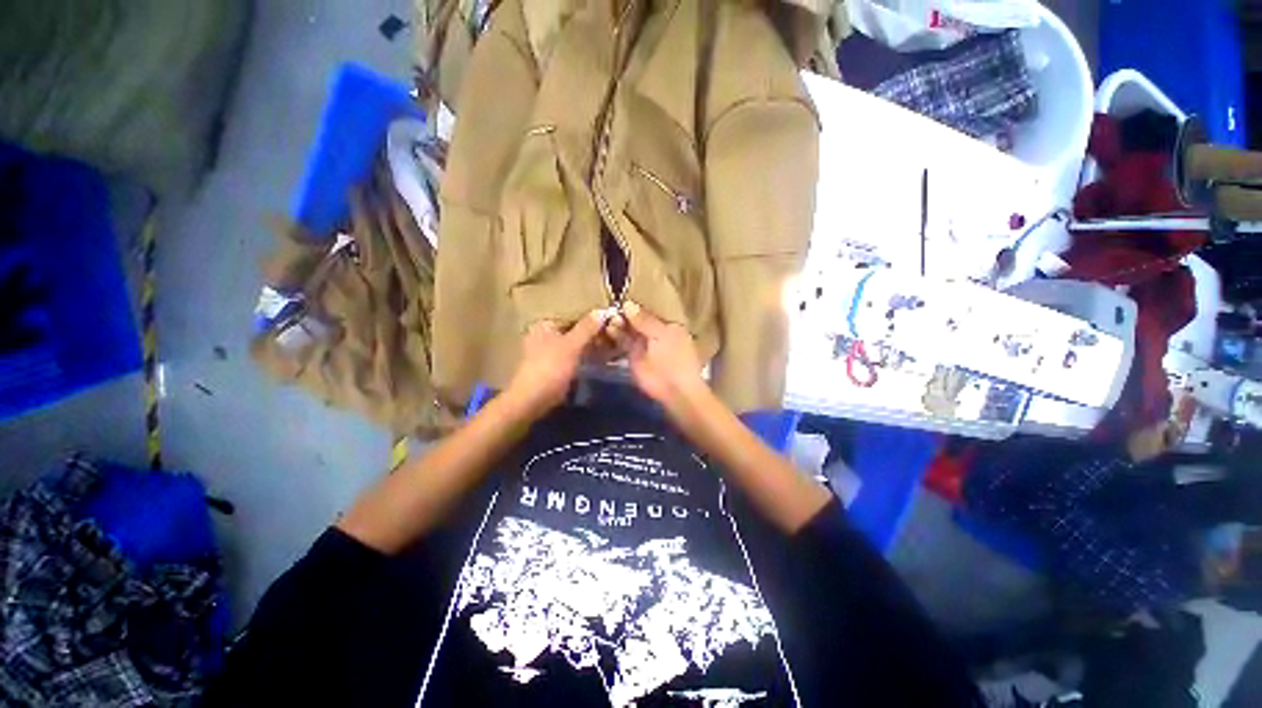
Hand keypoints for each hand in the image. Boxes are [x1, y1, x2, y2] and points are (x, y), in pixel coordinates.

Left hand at [505, 311, 606, 418]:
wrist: (531, 402)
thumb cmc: (550, 369)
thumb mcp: (571, 346)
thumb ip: (587, 328)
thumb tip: (602, 310)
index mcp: (545, 325)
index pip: (574, 317)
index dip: (594, 322)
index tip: (613, 327)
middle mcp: (543, 335)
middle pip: (574, 332)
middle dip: (593, 336)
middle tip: (614, 340)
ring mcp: (546, 353)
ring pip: (574, 346)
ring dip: (590, 348)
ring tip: (610, 351)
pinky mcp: (551, 369)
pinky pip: (572, 358)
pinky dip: (584, 359)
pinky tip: (598, 362)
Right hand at [609, 301, 706, 414]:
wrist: (675, 389)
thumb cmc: (674, 358)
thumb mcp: (661, 334)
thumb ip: (644, 320)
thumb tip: (627, 304)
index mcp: (668, 325)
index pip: (650, 311)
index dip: (636, 305)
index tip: (620, 296)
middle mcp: (655, 333)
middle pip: (637, 320)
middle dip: (624, 314)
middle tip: (610, 307)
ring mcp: (643, 345)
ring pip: (628, 331)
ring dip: (618, 324)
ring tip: (606, 317)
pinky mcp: (633, 357)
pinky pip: (622, 343)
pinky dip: (615, 336)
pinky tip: (607, 328)